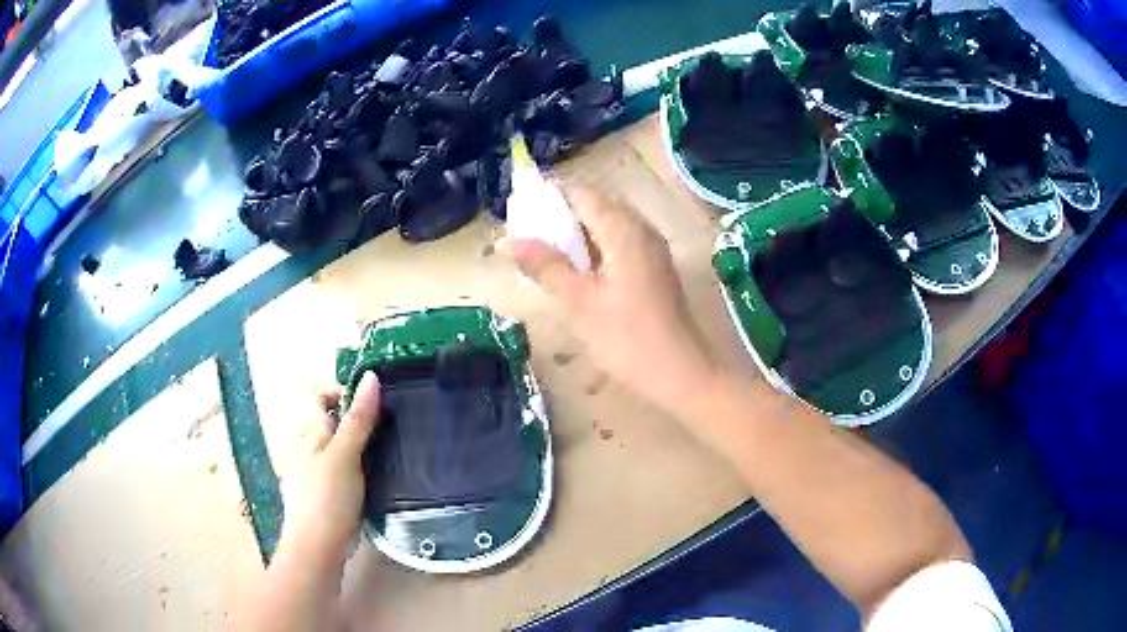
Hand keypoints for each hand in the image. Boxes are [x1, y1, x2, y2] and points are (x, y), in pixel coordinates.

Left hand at [281, 371, 381, 560]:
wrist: (318, 548)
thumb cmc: (327, 498)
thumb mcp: (345, 455)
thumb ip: (358, 419)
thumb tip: (371, 376)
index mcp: (309, 432)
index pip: (319, 395)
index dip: (342, 391)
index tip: (372, 405)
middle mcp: (310, 446)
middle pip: (331, 419)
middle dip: (358, 417)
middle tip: (387, 428)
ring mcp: (317, 470)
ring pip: (340, 444)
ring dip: (362, 442)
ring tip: (389, 450)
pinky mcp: (329, 491)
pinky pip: (345, 466)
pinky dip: (361, 464)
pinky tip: (378, 476)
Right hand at [502, 187, 719, 415]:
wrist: (681, 374)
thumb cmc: (628, 339)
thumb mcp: (579, 302)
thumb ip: (544, 266)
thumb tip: (505, 240)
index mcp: (624, 230)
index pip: (581, 195)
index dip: (548, 198)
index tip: (518, 213)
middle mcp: (642, 230)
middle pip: (596, 207)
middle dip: (560, 216)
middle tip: (526, 235)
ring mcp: (652, 250)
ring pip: (608, 226)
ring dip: (577, 234)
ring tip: (544, 253)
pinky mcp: (655, 269)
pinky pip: (620, 244)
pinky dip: (595, 249)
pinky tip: (576, 272)